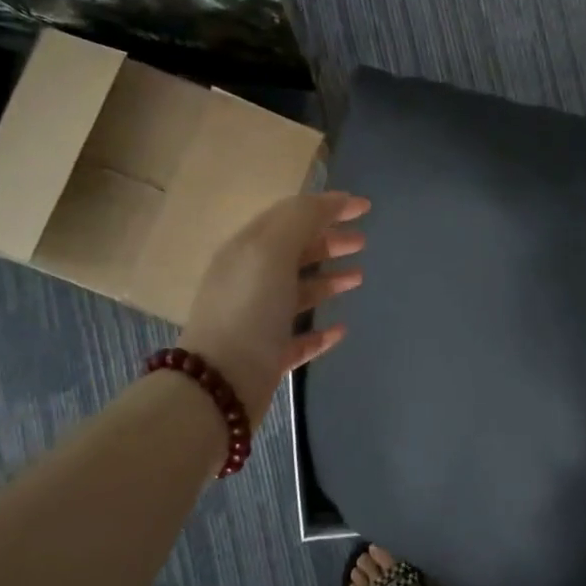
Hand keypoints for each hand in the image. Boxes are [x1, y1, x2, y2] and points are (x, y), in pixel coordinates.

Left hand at [180, 192, 369, 425]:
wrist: (221, 385)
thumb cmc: (249, 309)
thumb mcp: (272, 250)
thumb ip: (302, 219)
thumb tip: (333, 200)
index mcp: (247, 250)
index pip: (290, 216)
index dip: (327, 206)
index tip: (365, 207)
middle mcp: (249, 281)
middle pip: (294, 253)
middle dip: (328, 241)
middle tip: (362, 242)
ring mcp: (257, 320)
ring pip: (298, 292)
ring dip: (328, 280)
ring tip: (358, 278)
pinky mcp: (267, 357)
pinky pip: (299, 337)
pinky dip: (320, 330)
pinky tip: (341, 329)